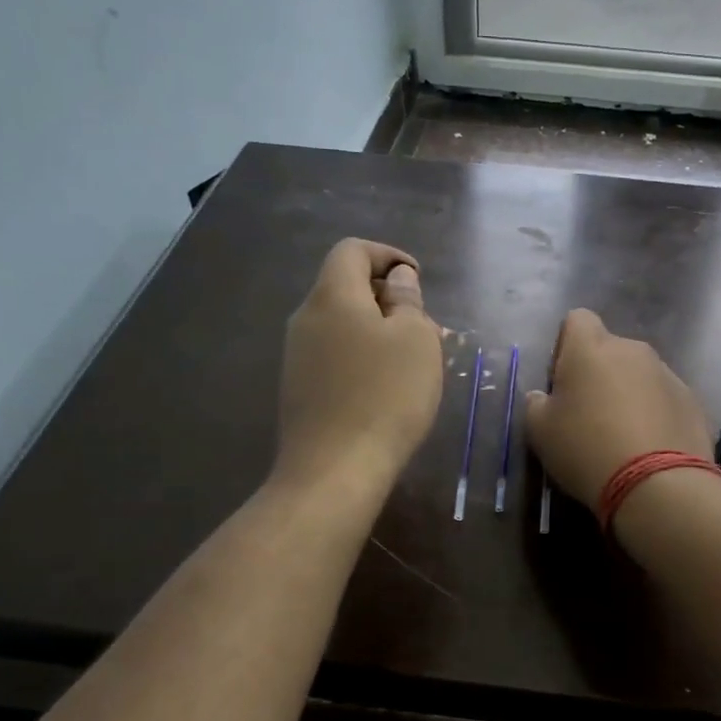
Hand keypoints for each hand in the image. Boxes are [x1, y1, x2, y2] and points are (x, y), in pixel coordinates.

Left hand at [276, 239, 444, 494]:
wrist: (334, 469)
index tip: (417, 279)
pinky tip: (385, 387)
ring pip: (341, 324)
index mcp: (332, 296)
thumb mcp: (416, 340)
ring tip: (411, 360)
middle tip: (423, 326)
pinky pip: (334, 355)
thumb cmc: (386, 396)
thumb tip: (398, 279)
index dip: (387, 255)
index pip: (352, 251)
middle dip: (387, 297)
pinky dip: (361, 356)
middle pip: (345, 287)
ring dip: (377, 330)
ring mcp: (297, 356)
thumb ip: (408, 300)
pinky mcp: (298, 388)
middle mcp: (306, 318)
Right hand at [523, 309, 710, 505]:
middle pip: (610, 350)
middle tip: (589, 416)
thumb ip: (536, 404)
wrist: (658, 485)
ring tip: (622, 437)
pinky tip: (649, 448)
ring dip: (628, 394)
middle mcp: (632, 350)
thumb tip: (543, 397)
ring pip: (639, 375)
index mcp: (591, 348)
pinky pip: (664, 399)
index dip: (566, 346)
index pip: (577, 320)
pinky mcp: (692, 401)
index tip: (562, 381)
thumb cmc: (586, 449)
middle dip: (599, 374)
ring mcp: (667, 374)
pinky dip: (654, 415)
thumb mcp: (540, 432)